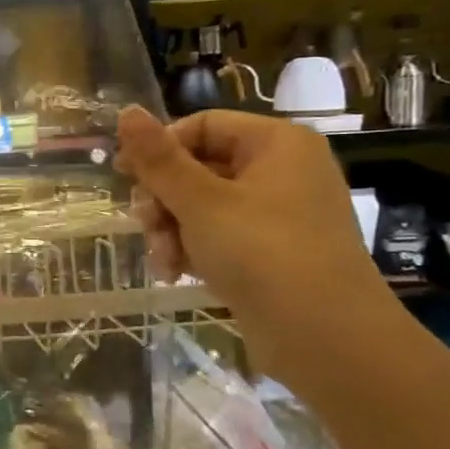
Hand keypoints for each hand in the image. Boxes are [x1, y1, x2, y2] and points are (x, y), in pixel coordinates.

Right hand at [117, 106, 395, 383]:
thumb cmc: (261, 253)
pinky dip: (195, 249)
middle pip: (199, 167)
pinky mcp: (274, 251)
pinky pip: (221, 235)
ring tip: (164, 260)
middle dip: (163, 199)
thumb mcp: (200, 202)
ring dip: (172, 229)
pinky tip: (177, 273)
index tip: (124, 176)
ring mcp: (280, 214)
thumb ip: (159, 158)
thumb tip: (127, 111)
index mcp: (276, 144)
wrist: (325, 337)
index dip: (159, 147)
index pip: (202, 125)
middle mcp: (282, 171)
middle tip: (144, 224)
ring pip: (204, 205)